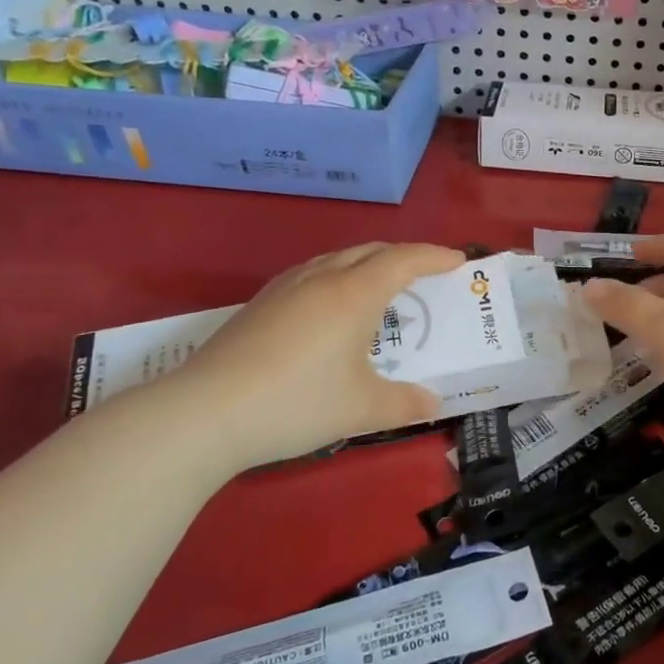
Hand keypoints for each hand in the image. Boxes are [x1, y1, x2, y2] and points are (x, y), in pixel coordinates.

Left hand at [172, 242, 465, 470]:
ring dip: (366, 262)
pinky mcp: (259, 304)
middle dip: (403, 256)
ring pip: (336, 258)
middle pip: (370, 251)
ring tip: (379, 285)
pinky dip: (336, 276)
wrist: (205, 413)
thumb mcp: (363, 409)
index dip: (434, 256)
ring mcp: (285, 288)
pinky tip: (329, 305)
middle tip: (424, 273)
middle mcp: (322, 279)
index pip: (404, 260)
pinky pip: (311, 273)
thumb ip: (405, 404)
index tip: (458, 260)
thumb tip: (433, 404)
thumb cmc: (297, 403)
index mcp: (354, 294)